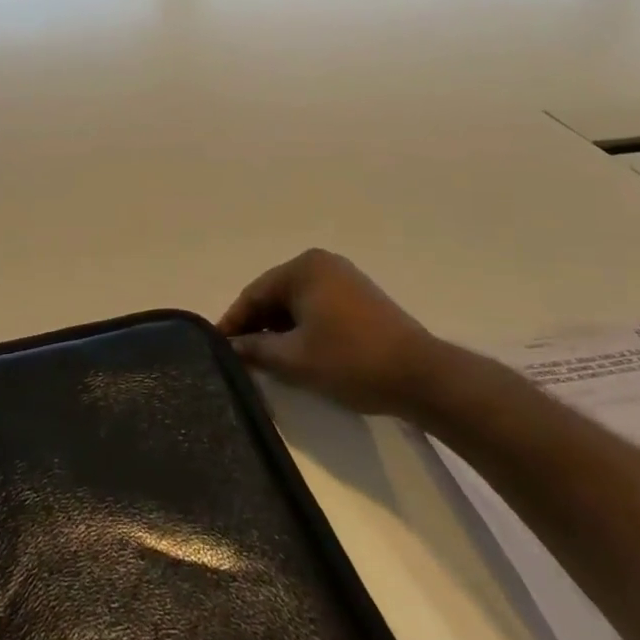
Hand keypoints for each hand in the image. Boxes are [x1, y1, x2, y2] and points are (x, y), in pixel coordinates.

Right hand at [218, 249, 453, 418]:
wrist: (421, 376)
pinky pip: (317, 308)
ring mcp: (344, 279)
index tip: (218, 349)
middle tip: (240, 358)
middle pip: (275, 296)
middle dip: (256, 327)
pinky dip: (302, 329)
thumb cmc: (350, 360)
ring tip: (266, 361)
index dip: (233, 323)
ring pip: (296, 304)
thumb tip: (229, 347)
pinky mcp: (360, 298)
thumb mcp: (293, 358)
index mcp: (303, 268)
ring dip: (279, 330)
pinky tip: (297, 354)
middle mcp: (322, 264)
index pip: (254, 294)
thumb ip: (254, 349)